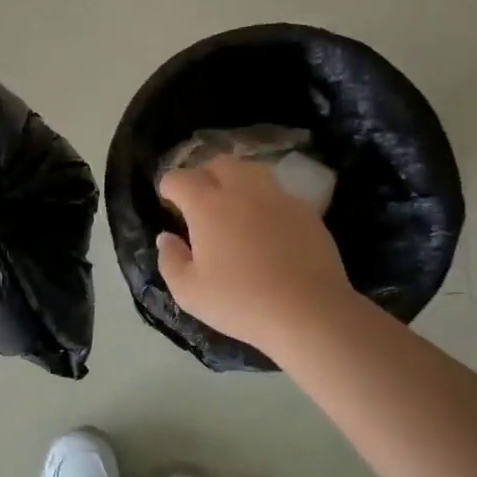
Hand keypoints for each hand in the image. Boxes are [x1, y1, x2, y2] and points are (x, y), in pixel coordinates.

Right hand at [156, 157, 353, 359]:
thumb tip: (167, 237)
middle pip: (218, 163)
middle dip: (204, 174)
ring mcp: (278, 197)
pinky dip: (264, 200)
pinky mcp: (306, 211)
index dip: (168, 185)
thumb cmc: (241, 302)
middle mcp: (242, 191)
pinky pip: (278, 193)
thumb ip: (170, 260)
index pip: (180, 178)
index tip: (167, 199)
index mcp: (207, 206)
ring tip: (233, 203)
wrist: (309, 313)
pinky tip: (265, 225)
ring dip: (236, 180)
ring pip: (252, 170)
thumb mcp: (189, 292)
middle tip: (199, 197)